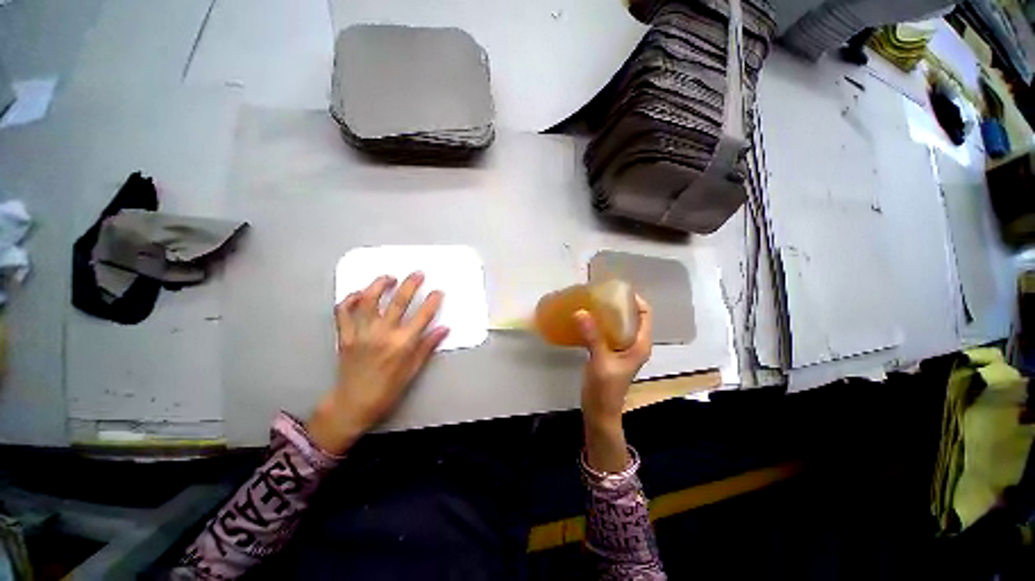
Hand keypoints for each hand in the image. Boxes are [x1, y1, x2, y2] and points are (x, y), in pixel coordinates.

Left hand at [308, 273, 448, 454]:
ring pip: (369, 301)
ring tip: (389, 277)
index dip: (432, 301)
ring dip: (379, 285)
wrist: (353, 404)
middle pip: (398, 302)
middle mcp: (382, 335)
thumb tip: (444, 329)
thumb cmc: (388, 389)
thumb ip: (428, 346)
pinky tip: (359, 293)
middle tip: (418, 273)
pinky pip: (343, 312)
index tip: (438, 292)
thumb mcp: (413, 370)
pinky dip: (349, 300)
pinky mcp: (344, 336)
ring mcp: (361, 333)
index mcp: (402, 345)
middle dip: (411, 284)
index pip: (422, 316)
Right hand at [575, 295, 651, 472]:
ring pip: (619, 324)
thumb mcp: (600, 361)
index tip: (618, 289)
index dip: (636, 300)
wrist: (599, 411)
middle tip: (601, 293)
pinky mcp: (609, 353)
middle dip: (619, 304)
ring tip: (593, 302)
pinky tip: (586, 320)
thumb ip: (592, 336)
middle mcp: (633, 344)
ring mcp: (621, 349)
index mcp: (640, 345)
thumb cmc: (606, 389)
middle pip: (631, 317)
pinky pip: (607, 332)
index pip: (645, 315)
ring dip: (608, 314)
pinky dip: (600, 324)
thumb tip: (581, 311)